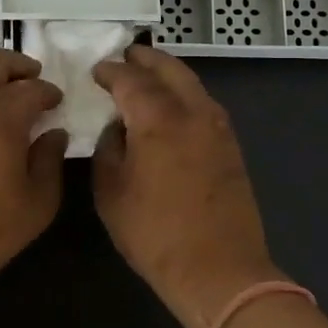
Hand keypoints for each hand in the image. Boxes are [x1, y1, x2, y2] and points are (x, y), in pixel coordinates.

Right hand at [91, 45, 288, 327]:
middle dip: (146, 59)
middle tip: (126, 56)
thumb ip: (109, 149)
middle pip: (169, 69)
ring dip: (168, 74)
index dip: (111, 71)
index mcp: (158, 118)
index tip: (97, 71)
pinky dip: (184, 94)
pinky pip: (204, 104)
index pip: (130, 79)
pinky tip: (171, 107)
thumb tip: (118, 128)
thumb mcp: (111, 192)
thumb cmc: (155, 234)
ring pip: (192, 84)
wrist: (219, 270)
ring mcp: (217, 128)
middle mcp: (193, 112)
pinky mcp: (231, 146)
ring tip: (147, 77)